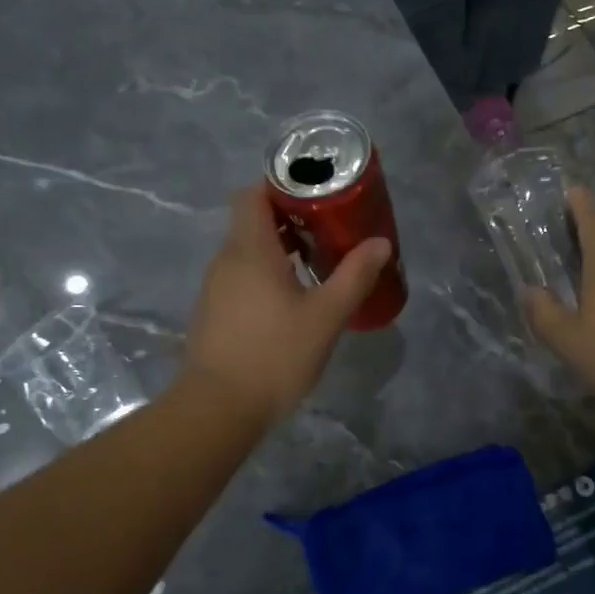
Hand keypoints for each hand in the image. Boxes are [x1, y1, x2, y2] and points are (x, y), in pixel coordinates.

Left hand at [181, 184, 390, 427]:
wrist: (218, 408)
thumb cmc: (274, 355)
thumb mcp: (325, 316)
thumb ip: (354, 277)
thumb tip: (380, 243)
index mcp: (249, 249)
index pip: (254, 193)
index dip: (282, 185)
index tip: (317, 193)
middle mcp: (226, 260)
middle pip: (254, 221)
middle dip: (291, 219)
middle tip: (330, 229)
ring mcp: (215, 288)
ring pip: (248, 251)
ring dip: (280, 249)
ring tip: (318, 264)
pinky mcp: (214, 313)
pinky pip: (242, 277)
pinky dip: (267, 274)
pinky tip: (293, 300)